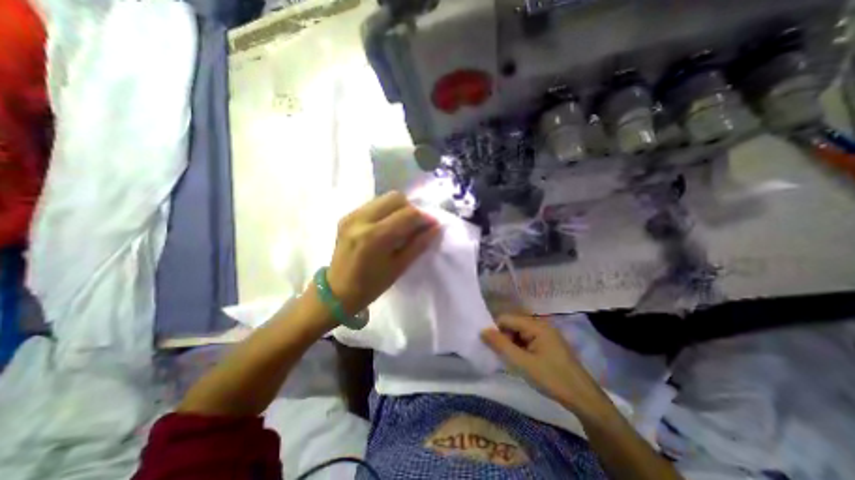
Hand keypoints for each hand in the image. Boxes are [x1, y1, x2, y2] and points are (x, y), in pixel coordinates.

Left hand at [325, 191, 436, 314]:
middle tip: (416, 226)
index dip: (424, 217)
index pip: (407, 214)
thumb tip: (435, 227)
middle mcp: (361, 219)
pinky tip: (387, 226)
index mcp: (374, 237)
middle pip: (395, 198)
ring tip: (402, 226)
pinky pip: (374, 204)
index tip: (432, 225)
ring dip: (399, 208)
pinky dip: (386, 211)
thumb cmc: (371, 286)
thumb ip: (418, 244)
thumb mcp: (399, 267)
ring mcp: (352, 215)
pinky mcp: (347, 216)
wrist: (336, 292)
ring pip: (384, 198)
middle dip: (411, 209)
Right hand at [480, 315, 607, 416]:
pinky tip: (522, 362)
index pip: (506, 319)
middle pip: (513, 325)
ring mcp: (546, 334)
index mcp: (536, 325)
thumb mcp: (522, 363)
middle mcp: (541, 325)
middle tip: (503, 357)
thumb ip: (501, 345)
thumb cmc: (552, 379)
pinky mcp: (549, 344)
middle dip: (504, 338)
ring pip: (519, 333)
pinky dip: (521, 348)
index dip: (495, 331)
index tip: (490, 347)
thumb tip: (482, 331)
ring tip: (512, 362)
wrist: (584, 399)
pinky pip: (528, 340)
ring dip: (512, 345)